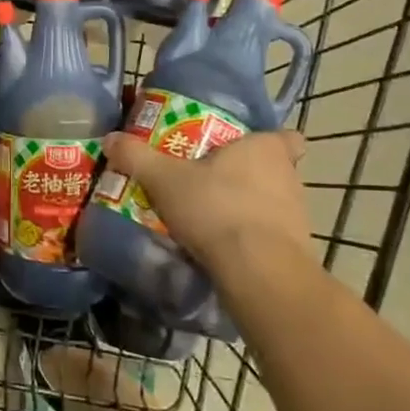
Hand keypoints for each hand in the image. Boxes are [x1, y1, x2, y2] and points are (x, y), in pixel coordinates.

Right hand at [99, 128, 311, 273]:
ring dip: (252, 208)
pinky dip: (255, 240)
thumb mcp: (165, 180)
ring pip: (275, 203)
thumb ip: (138, 157)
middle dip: (249, 175)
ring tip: (216, 218)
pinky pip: (274, 238)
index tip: (247, 148)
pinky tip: (227, 249)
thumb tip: (110, 138)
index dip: (270, 141)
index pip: (286, 136)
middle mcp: (289, 177)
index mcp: (266, 149)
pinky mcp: (298, 252)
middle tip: (214, 181)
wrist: (260, 274)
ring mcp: (299, 216)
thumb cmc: (217, 209)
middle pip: (275, 169)